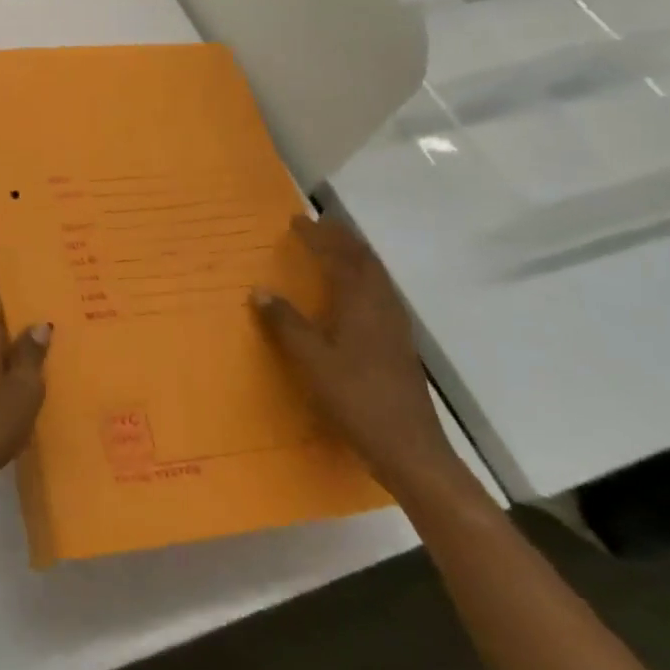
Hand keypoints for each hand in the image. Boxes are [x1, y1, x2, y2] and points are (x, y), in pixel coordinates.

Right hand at [253, 217, 459, 495]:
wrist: (409, 447)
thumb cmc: (355, 398)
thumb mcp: (311, 360)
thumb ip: (286, 323)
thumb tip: (261, 290)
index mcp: (361, 304)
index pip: (340, 257)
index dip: (319, 237)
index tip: (296, 221)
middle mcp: (382, 307)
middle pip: (365, 261)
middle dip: (341, 239)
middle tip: (318, 226)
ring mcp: (395, 327)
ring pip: (376, 278)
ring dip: (355, 257)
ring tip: (334, 249)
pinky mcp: (399, 345)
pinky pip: (380, 295)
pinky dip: (362, 279)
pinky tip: (352, 294)